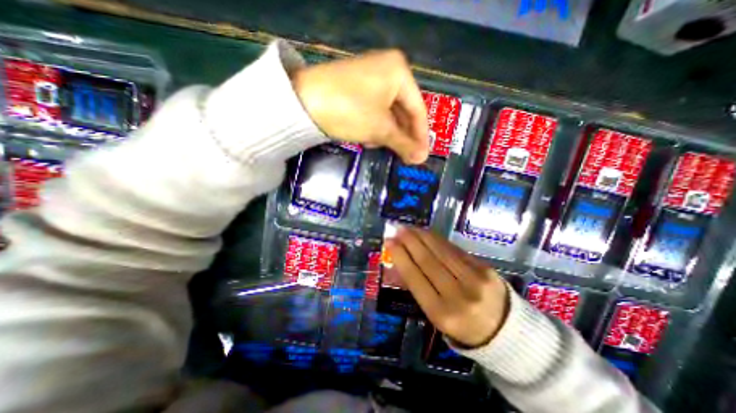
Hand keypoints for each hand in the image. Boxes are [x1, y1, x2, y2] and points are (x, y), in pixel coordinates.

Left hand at [290, 50, 429, 162]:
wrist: (302, 102)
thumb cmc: (350, 111)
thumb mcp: (380, 129)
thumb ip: (403, 143)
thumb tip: (421, 159)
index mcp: (399, 72)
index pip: (418, 109)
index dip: (421, 136)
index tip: (422, 156)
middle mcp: (387, 70)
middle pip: (403, 111)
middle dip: (402, 136)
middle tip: (406, 157)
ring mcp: (370, 78)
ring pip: (388, 113)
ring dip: (388, 134)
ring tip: (384, 148)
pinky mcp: (356, 89)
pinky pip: (374, 111)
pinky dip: (375, 127)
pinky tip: (369, 138)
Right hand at [385, 228, 513, 346]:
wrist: (505, 331)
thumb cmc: (462, 325)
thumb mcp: (436, 315)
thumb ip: (417, 288)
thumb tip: (398, 263)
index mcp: (441, 313)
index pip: (415, 277)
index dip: (400, 256)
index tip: (389, 241)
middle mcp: (458, 295)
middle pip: (427, 260)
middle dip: (409, 241)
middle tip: (398, 229)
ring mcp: (475, 280)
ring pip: (442, 251)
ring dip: (423, 236)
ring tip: (411, 228)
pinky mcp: (485, 268)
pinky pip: (455, 250)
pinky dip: (439, 240)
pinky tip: (428, 234)